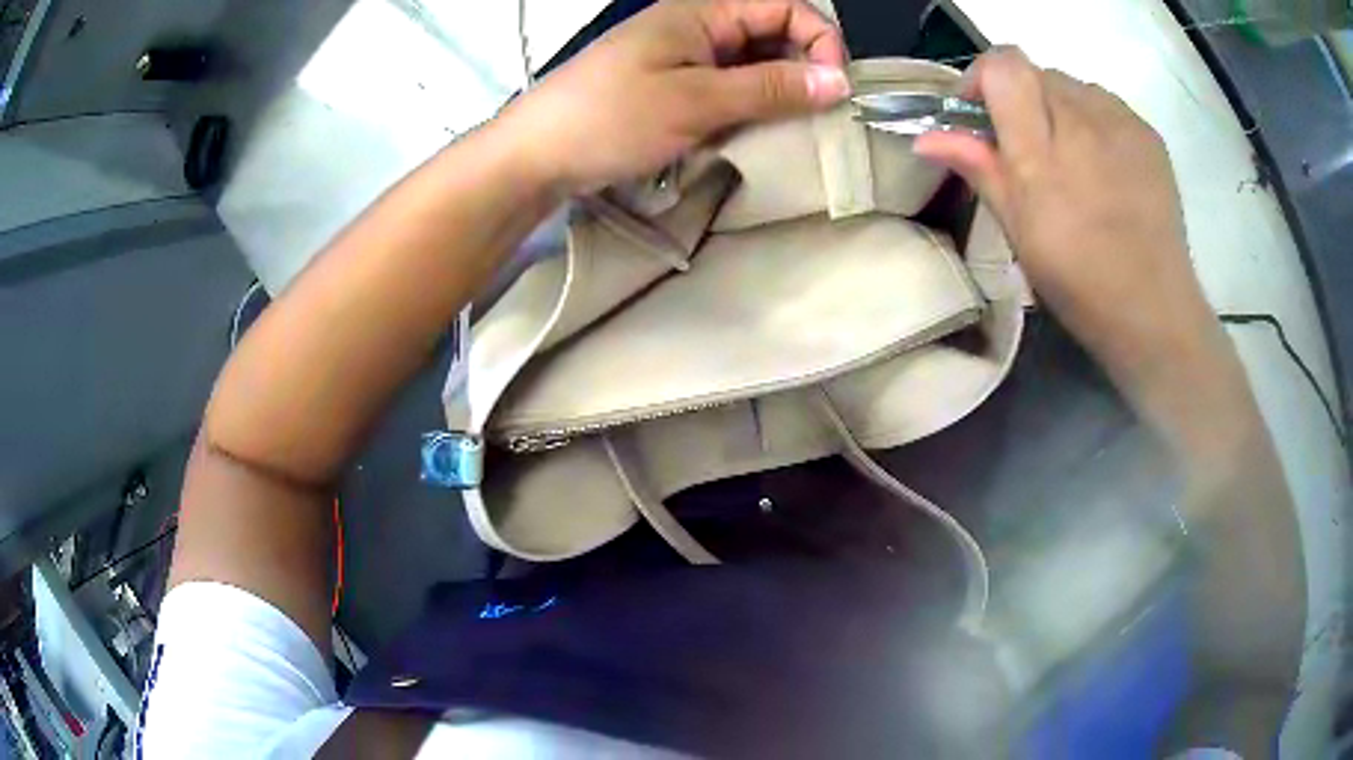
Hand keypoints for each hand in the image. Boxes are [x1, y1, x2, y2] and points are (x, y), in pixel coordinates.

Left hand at [500, 0, 849, 193]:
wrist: (538, 155)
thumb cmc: (611, 118)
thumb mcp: (696, 101)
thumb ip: (770, 88)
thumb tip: (839, 81)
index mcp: (704, 10)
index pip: (786, 6)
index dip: (820, 41)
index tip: (833, 89)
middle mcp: (700, 25)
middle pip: (775, 33)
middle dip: (802, 69)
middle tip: (813, 116)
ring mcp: (687, 55)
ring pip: (756, 63)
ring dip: (778, 92)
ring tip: (784, 129)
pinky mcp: (677, 85)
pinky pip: (731, 86)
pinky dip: (751, 105)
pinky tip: (752, 131)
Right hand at [914, 48, 1218, 385]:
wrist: (1153, 311)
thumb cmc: (1078, 281)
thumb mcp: (1018, 230)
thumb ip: (979, 168)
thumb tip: (926, 136)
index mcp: (1042, 151)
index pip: (1004, 66)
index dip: (982, 79)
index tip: (981, 116)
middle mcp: (1083, 120)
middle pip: (1035, 72)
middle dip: (1020, 100)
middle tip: (1027, 150)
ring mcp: (1121, 123)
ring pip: (1071, 86)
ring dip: (1057, 109)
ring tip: (1070, 160)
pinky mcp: (1148, 134)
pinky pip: (1105, 104)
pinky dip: (1092, 120)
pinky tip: (1101, 164)